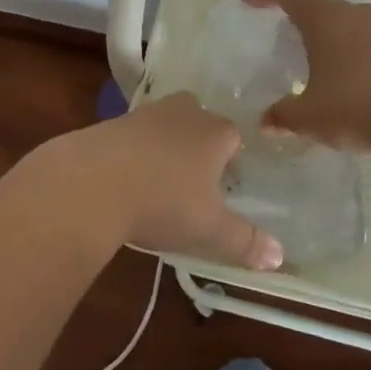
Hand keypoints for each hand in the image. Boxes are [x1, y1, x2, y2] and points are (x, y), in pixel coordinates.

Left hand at [37, 94, 282, 270]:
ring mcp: (145, 113)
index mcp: (215, 132)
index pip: (234, 137)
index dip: (232, 160)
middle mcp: (184, 112)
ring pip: (165, 125)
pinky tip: (125, 180)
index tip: (224, 187)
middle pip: (200, 121)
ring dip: (165, 146)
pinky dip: (133, 152)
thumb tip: (280, 258)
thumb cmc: (162, 202)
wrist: (90, 182)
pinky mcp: (111, 122)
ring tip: (158, 182)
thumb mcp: (208, 229)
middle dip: (199, 145)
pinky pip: (133, 135)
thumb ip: (245, 241)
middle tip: (193, 180)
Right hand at [243, 0, 370, 153]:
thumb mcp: (310, 117)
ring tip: (318, 68)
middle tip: (284, 41)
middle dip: (299, 20)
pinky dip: (352, 55)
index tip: (250, 2)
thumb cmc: (358, 106)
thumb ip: (283, 116)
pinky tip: (351, 85)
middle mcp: (355, 13)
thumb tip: (266, 121)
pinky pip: (368, 43)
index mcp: (325, 18)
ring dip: (329, 40)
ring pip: (347, 24)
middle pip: (320, 6)